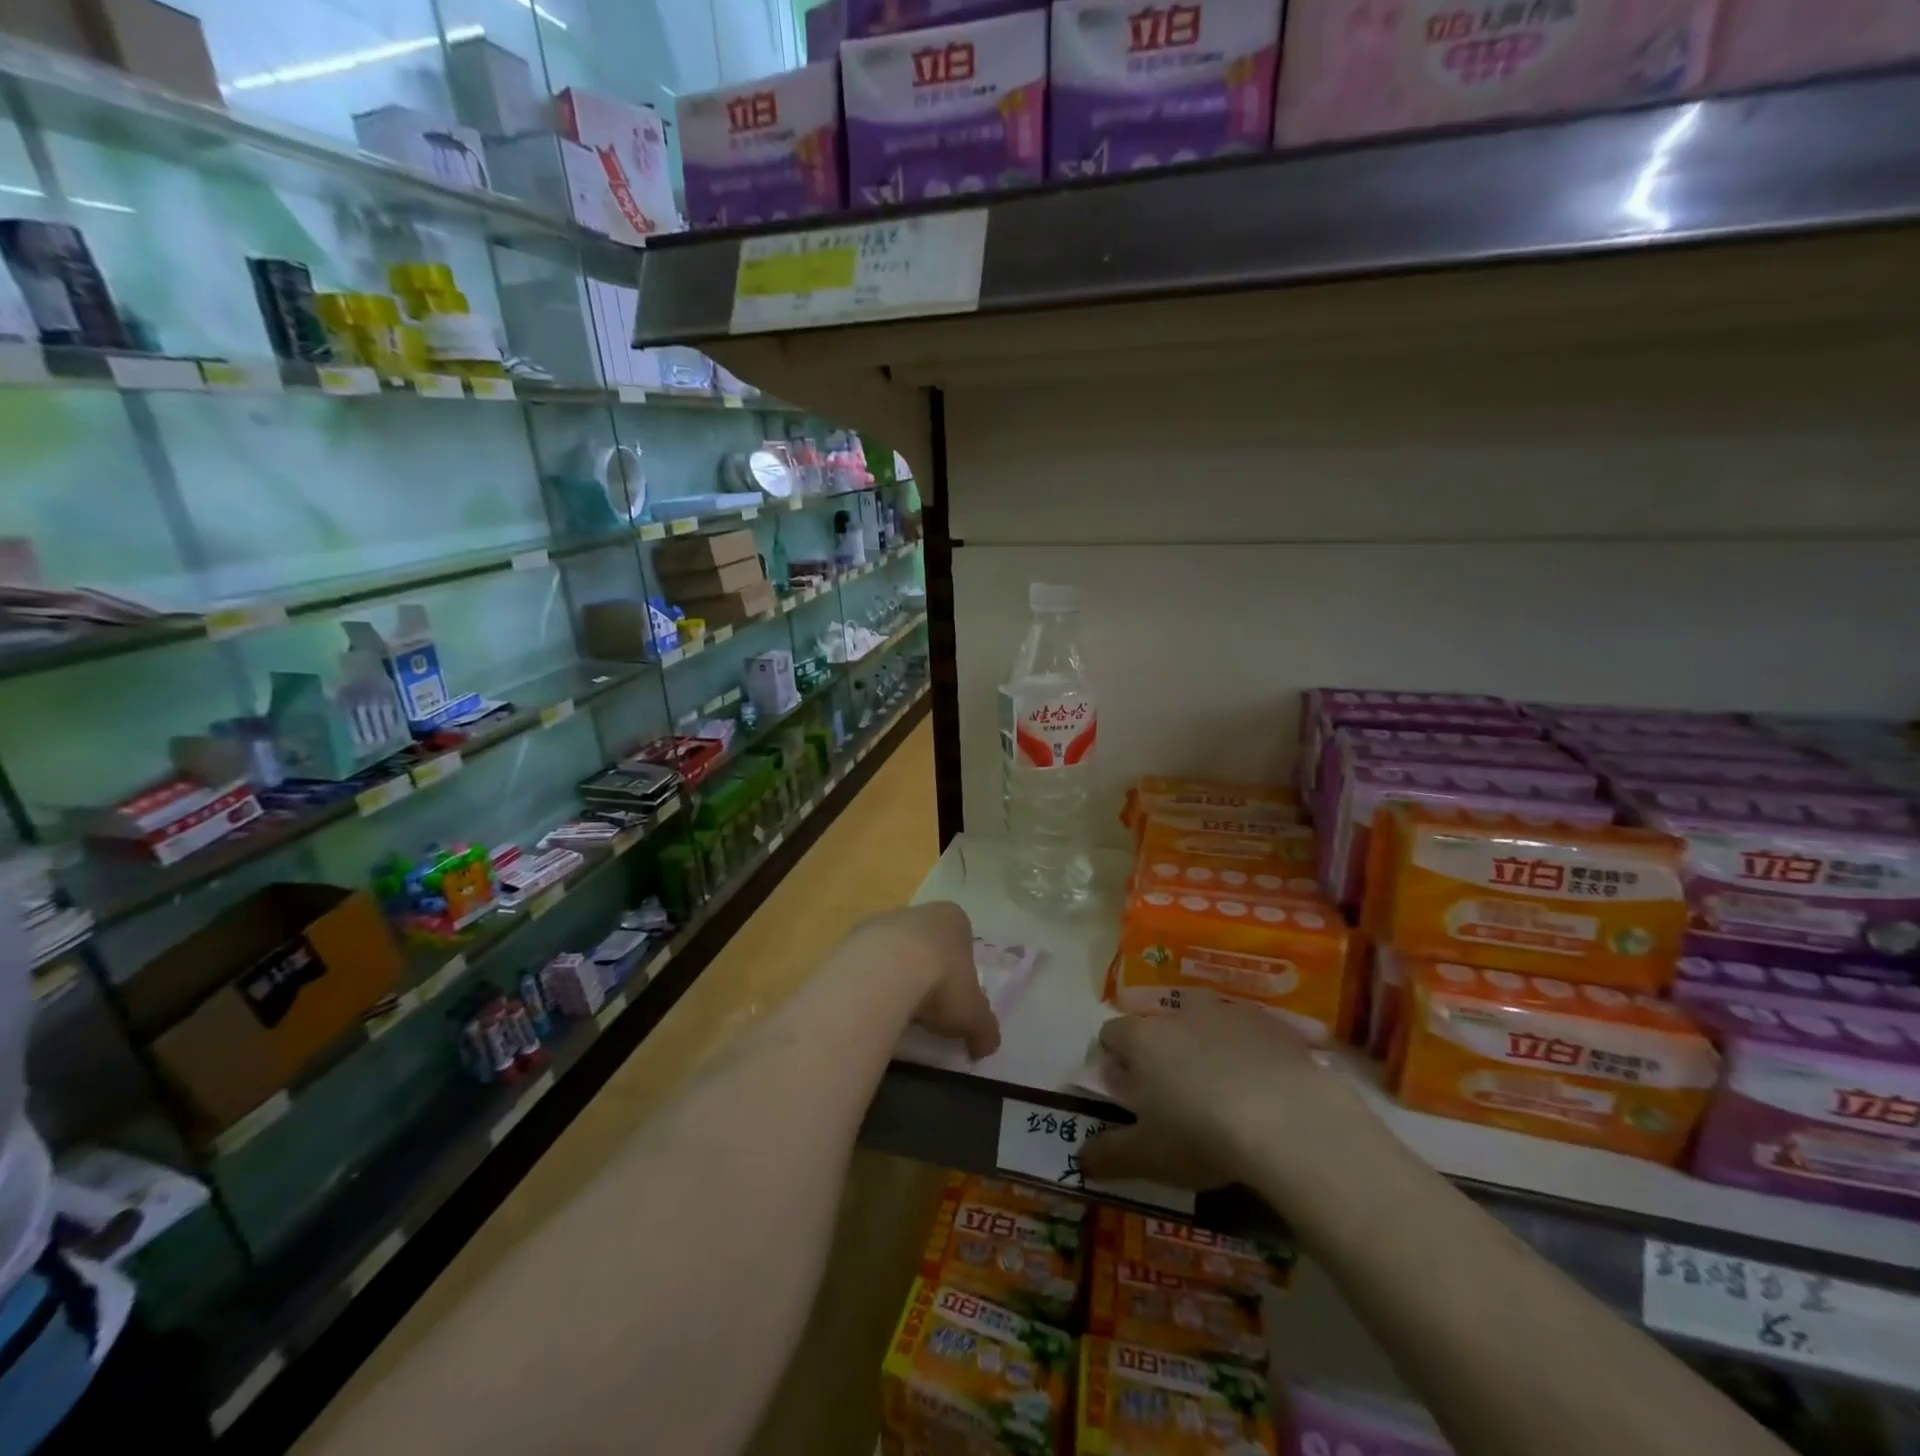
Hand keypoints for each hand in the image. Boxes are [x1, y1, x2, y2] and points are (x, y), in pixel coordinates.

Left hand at [851, 901, 999, 1059]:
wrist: (884, 973)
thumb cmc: (941, 983)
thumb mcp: (974, 1015)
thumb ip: (985, 1030)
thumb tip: (986, 1047)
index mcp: (952, 919)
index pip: (961, 940)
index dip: (960, 970)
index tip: (955, 998)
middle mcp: (917, 912)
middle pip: (924, 943)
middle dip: (925, 971)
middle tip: (926, 1008)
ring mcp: (880, 921)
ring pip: (892, 952)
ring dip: (895, 977)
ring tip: (896, 1014)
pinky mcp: (850, 938)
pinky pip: (865, 964)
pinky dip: (869, 984)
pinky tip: (871, 1009)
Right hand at [1078, 996, 1369, 1192]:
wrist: (1288, 1121)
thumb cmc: (1201, 1135)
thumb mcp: (1148, 1157)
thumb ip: (1109, 1154)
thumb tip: (1079, 1159)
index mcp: (1143, 1039)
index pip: (1112, 1031)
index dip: (1113, 1055)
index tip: (1122, 1083)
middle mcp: (1181, 1015)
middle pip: (1161, 1020)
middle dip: (1162, 1045)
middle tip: (1174, 1086)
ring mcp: (1228, 1015)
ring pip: (1206, 1019)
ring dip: (1206, 1041)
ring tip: (1220, 1081)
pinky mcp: (1272, 1025)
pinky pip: (1251, 1032)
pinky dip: (1250, 1051)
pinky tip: (1263, 1085)